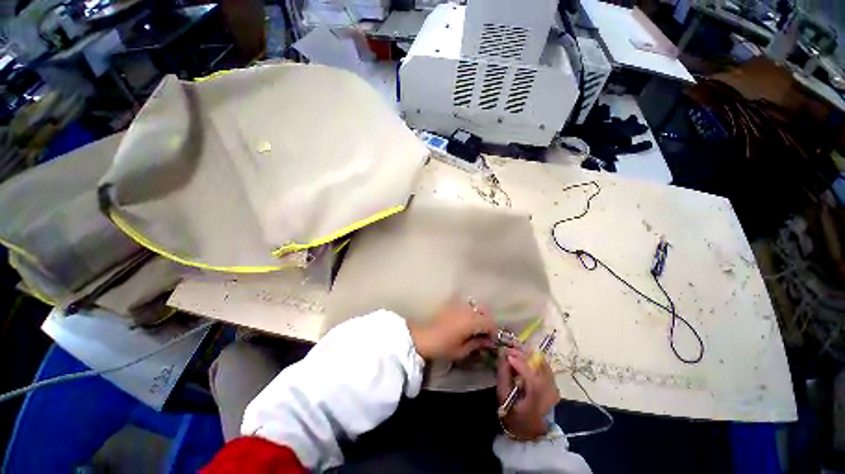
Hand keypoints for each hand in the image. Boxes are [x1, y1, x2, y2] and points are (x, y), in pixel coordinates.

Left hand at [408, 300, 496, 360]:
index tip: (491, 341)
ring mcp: (458, 305)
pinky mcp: (451, 304)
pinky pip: (466, 305)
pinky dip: (470, 311)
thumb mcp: (462, 350)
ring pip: (476, 306)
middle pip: (485, 311)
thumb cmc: (443, 346)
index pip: (490, 323)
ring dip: (479, 315)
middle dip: (488, 321)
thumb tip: (488, 341)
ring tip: (475, 327)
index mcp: (471, 321)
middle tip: (485, 334)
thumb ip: (477, 344)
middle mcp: (467, 310)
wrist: (422, 337)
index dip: (493, 332)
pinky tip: (465, 321)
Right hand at [497, 347, 559, 438]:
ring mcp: (554, 388)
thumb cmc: (513, 414)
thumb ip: (503, 374)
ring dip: (527, 354)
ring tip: (514, 350)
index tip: (507, 354)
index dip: (519, 363)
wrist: (530, 430)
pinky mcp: (554, 384)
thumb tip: (503, 355)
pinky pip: (544, 366)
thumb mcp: (503, 396)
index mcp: (537, 401)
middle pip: (538, 366)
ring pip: (542, 362)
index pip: (532, 378)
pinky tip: (523, 357)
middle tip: (509, 347)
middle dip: (522, 353)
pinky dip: (533, 359)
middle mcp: (550, 393)